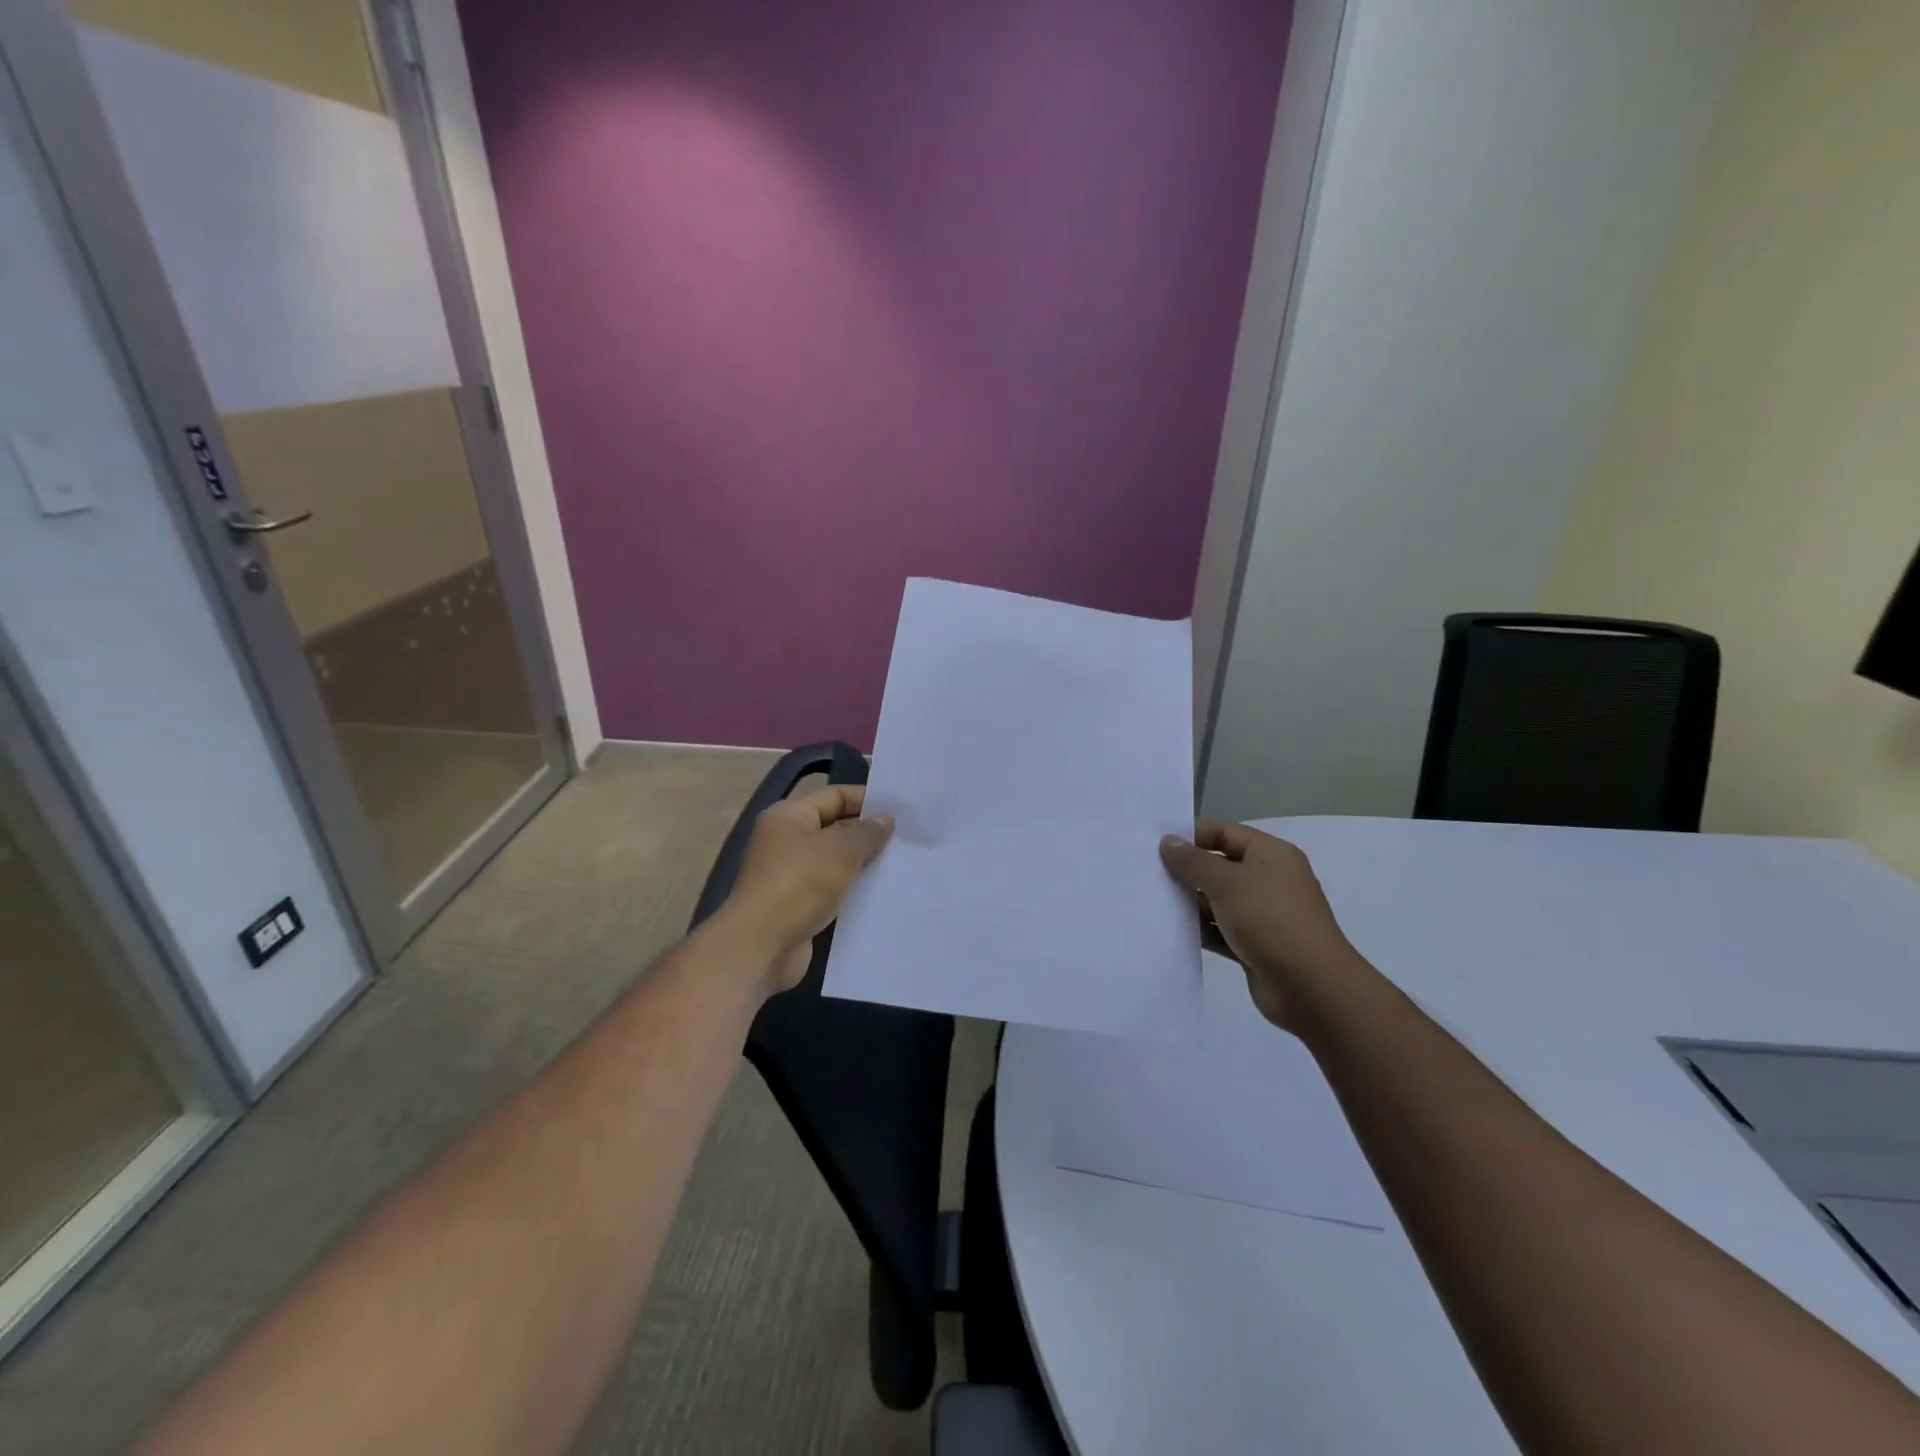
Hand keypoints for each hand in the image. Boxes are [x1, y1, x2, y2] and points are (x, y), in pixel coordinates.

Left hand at [727, 786, 893, 993]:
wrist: (764, 945)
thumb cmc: (800, 883)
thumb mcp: (841, 850)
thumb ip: (867, 832)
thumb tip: (885, 820)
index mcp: (788, 816)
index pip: (833, 796)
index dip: (866, 799)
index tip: (900, 810)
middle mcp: (785, 841)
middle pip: (834, 828)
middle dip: (867, 833)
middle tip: (906, 838)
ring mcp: (789, 875)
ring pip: (834, 862)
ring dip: (862, 864)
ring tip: (900, 864)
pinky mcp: (797, 906)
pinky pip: (831, 890)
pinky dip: (852, 890)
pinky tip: (880, 893)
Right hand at [1159, 823, 1369, 1033]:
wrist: (1310, 987)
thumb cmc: (1270, 920)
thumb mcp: (1227, 883)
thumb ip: (1194, 861)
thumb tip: (1168, 841)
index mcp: (1271, 855)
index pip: (1226, 833)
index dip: (1193, 836)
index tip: (1157, 846)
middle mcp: (1268, 880)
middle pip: (1220, 866)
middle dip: (1188, 870)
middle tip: (1149, 873)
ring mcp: (1262, 914)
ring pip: (1218, 900)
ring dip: (1190, 901)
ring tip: (1152, 900)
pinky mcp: (1254, 944)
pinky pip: (1220, 929)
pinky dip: (1200, 929)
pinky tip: (1170, 929)